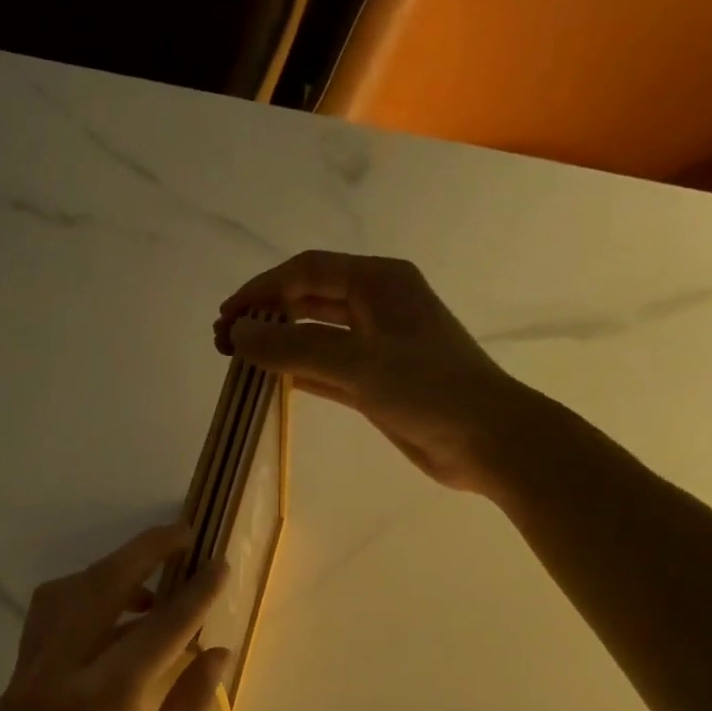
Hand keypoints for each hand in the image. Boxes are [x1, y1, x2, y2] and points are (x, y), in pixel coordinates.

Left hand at [0, 525, 229, 710]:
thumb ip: (193, 699)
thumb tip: (218, 649)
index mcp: (104, 702)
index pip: (158, 628)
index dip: (194, 594)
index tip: (218, 563)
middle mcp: (55, 678)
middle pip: (98, 587)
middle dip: (142, 552)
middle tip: (180, 536)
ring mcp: (23, 683)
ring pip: (59, 599)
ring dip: (103, 577)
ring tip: (146, 587)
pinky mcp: (9, 696)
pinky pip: (43, 631)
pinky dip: (78, 612)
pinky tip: (111, 630)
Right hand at [215, 250, 517, 493]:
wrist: (488, 439)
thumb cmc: (429, 390)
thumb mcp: (358, 363)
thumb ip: (295, 348)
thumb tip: (239, 335)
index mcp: (379, 283)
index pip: (307, 272)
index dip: (262, 290)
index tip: (226, 318)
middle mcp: (377, 306)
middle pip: (309, 300)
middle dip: (266, 316)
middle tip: (224, 342)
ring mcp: (378, 346)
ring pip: (316, 336)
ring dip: (279, 345)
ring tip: (238, 360)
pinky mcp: (377, 383)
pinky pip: (328, 369)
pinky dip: (300, 372)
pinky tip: (273, 381)